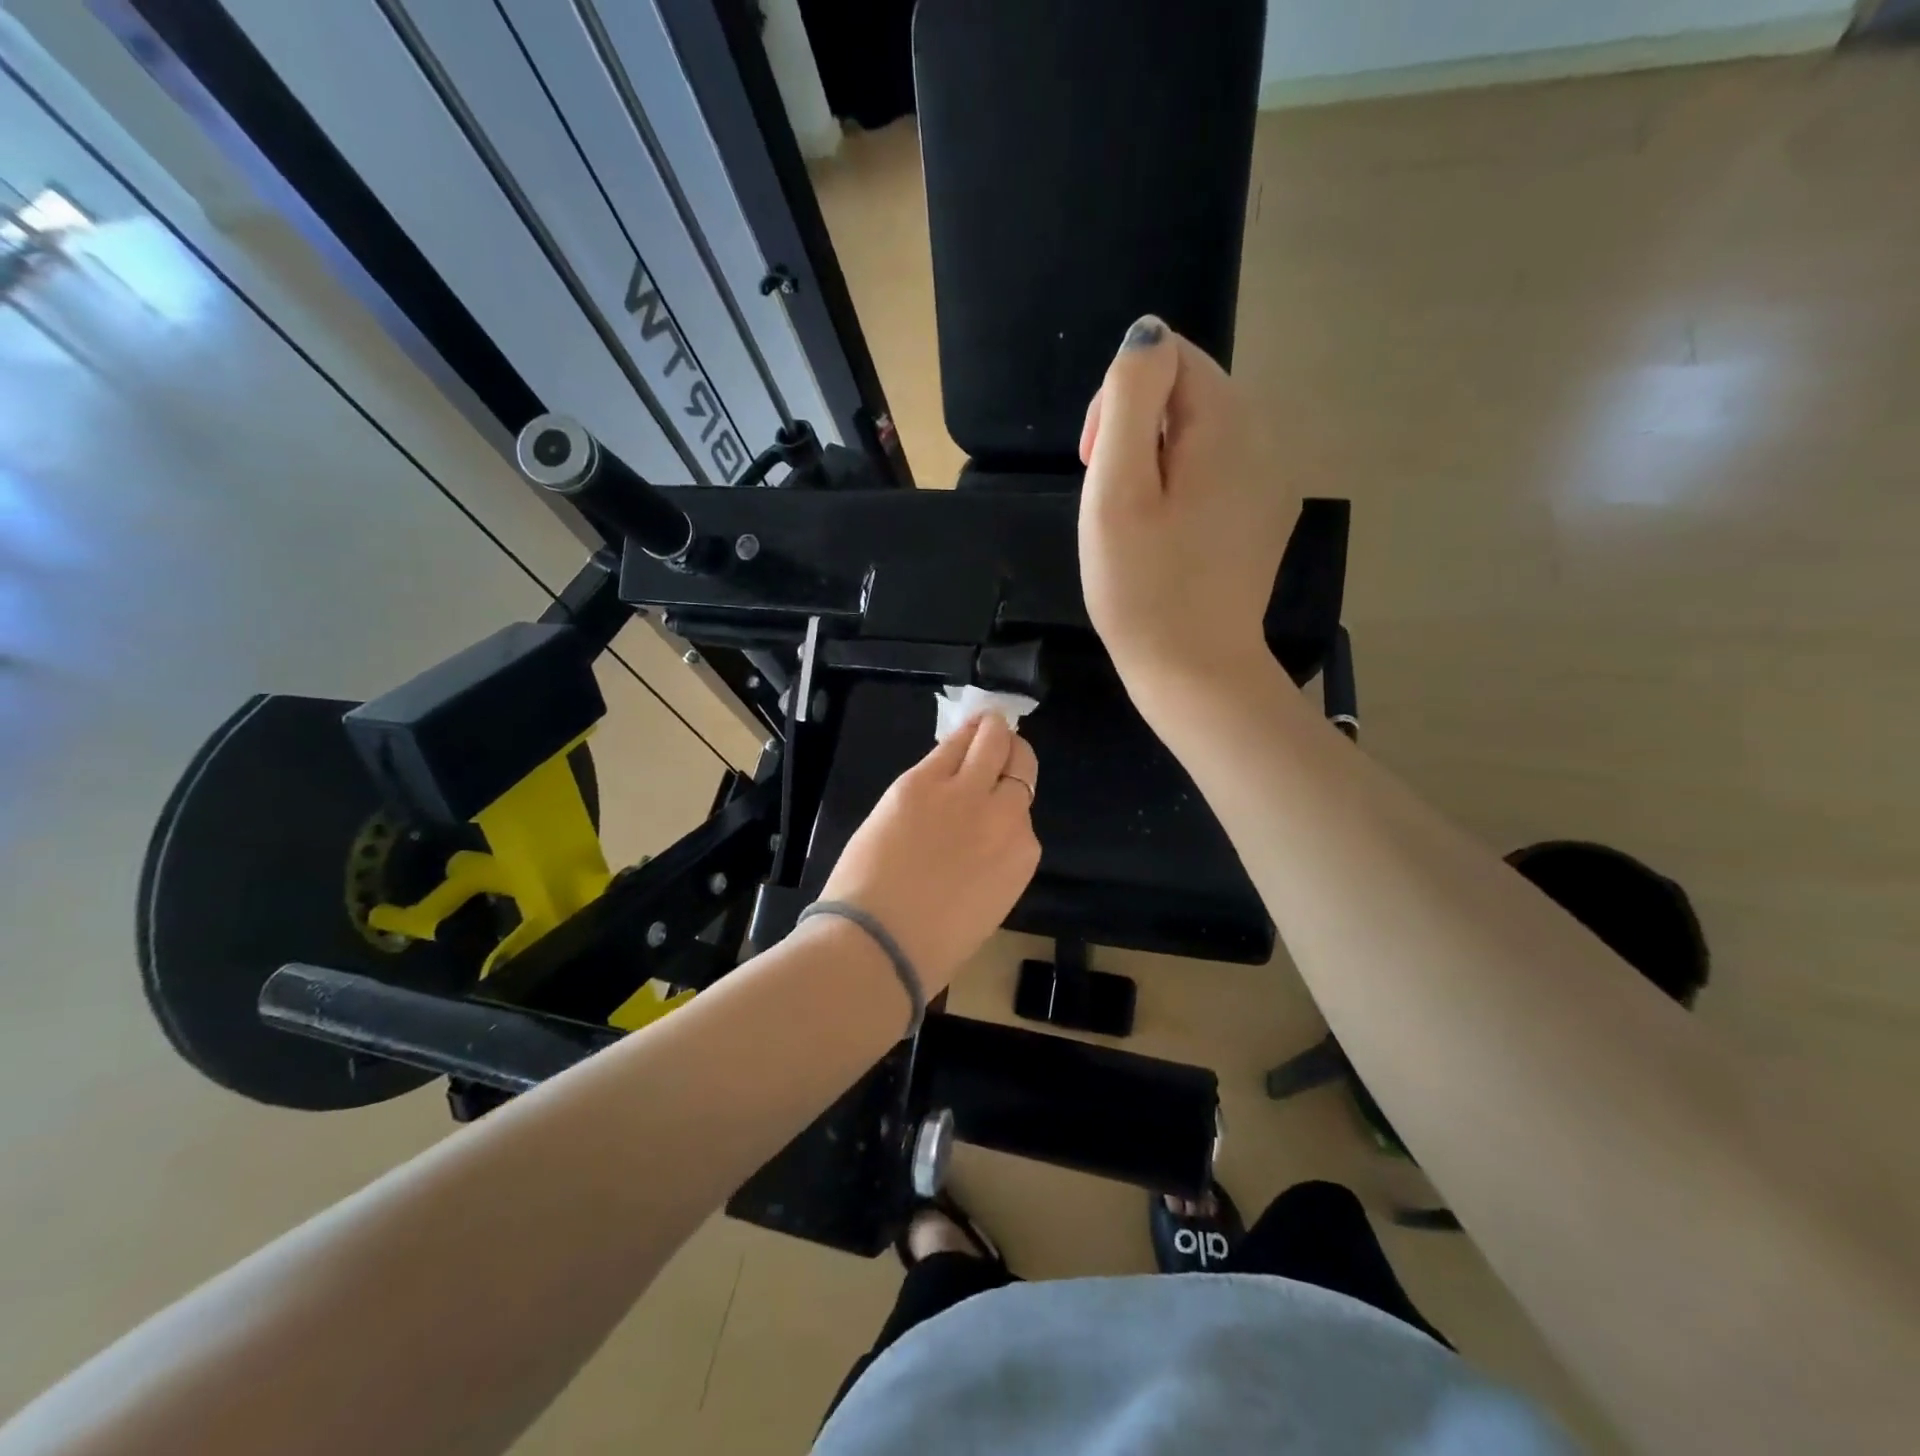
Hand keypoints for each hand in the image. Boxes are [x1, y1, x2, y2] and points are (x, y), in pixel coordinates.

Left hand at [817, 714, 1040, 992]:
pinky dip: (961, 733)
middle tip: (997, 745)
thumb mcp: (982, 905)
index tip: (995, 793)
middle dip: (1010, 753)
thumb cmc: (929, 945)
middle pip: (1020, 764)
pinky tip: (964, 726)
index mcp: (1022, 856)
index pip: (1023, 809)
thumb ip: (991, 863)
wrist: (879, 944)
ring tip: (985, 724)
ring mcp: (964, 793)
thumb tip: (978, 842)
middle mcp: (1004, 816)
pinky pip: (950, 744)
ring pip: (992, 740)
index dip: (1007, 798)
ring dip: (990, 731)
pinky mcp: (922, 781)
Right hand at [1078, 316, 1294, 716]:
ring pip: (1196, 434)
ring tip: (1135, 525)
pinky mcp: (1263, 514)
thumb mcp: (1116, 488)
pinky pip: (1214, 472)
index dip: (1117, 401)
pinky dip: (1180, 490)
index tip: (1095, 464)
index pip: (1165, 356)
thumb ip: (1128, 399)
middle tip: (1111, 504)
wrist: (1195, 670)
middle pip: (1184, 392)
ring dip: (1154, 464)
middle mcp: (1263, 435)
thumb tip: (1146, 336)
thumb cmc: (1142, 586)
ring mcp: (1270, 478)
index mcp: (1226, 421)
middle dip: (1134, 432)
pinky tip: (1167, 540)